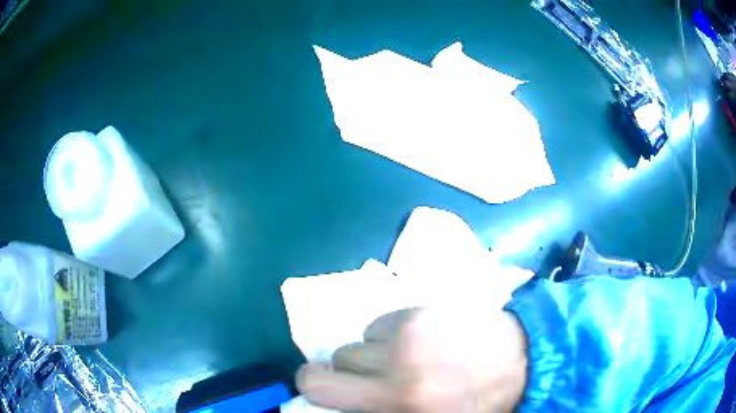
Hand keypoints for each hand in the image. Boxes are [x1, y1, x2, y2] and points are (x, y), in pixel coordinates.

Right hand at [296, 307, 528, 411]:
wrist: (521, 362)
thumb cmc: (474, 405)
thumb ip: (378, 412)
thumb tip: (348, 404)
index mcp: (395, 406)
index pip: (318, 391)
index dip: (312, 390)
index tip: (324, 392)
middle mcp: (392, 371)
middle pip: (329, 362)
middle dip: (340, 373)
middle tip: (366, 378)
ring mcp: (406, 337)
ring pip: (355, 341)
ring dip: (370, 354)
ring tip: (402, 359)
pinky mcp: (420, 311)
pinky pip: (379, 323)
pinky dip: (389, 335)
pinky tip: (418, 341)